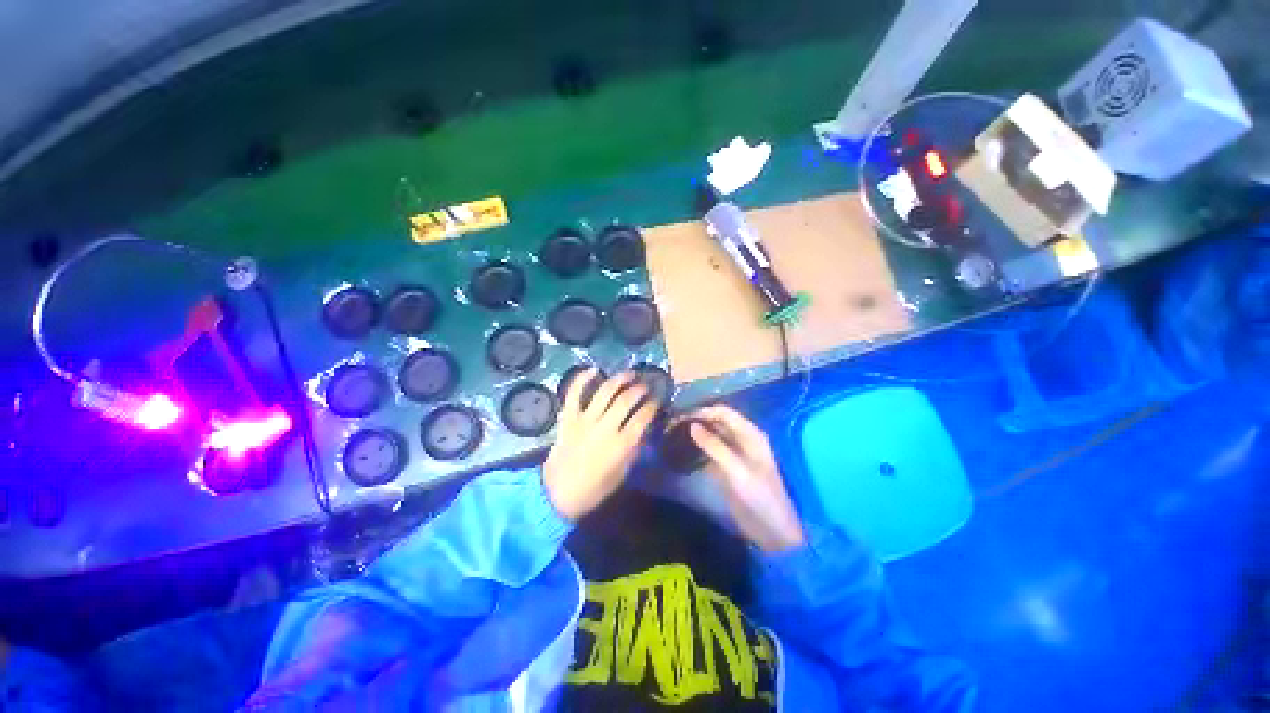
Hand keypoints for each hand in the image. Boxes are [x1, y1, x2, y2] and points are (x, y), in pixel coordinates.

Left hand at [543, 370, 659, 519]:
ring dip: (620, 379)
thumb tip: (643, 429)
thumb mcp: (622, 472)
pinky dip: (583, 378)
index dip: (653, 405)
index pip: (643, 417)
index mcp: (622, 444)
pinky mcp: (568, 417)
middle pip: (627, 400)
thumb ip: (634, 449)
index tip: (657, 400)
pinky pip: (575, 393)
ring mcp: (585, 420)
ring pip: (605, 391)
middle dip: (640, 389)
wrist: (558, 493)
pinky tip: (594, 370)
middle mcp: (605, 428)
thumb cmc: (594, 488)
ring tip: (629, 374)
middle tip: (646, 385)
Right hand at [687, 405, 805, 552]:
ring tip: (673, 433)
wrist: (772, 531)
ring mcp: (734, 453)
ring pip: (712, 435)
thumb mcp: (737, 470)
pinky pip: (709, 450)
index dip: (702, 411)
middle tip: (672, 424)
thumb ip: (714, 446)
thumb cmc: (759, 497)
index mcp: (750, 434)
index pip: (723, 412)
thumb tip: (692, 425)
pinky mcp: (726, 467)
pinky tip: (682, 448)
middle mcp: (742, 439)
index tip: (680, 416)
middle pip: (716, 421)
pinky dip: (697, 447)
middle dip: (696, 420)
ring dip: (695, 433)